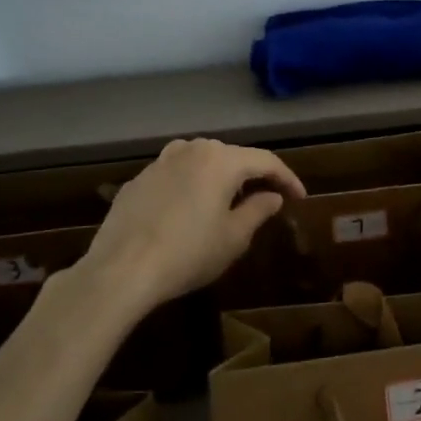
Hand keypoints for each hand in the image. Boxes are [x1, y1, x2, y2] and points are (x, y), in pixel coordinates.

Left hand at [81, 138, 306, 309]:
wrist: (121, 270)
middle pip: (233, 156)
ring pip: (201, 161)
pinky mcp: (138, 180)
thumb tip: (272, 196)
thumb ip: (258, 210)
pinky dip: (192, 185)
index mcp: (221, 160)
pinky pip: (176, 174)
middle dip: (253, 175)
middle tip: (268, 198)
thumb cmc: (188, 253)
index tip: (300, 198)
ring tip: (229, 200)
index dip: (287, 178)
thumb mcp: (233, 237)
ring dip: (221, 176)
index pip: (265, 160)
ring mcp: (160, 162)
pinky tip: (190, 209)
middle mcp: (191, 150)